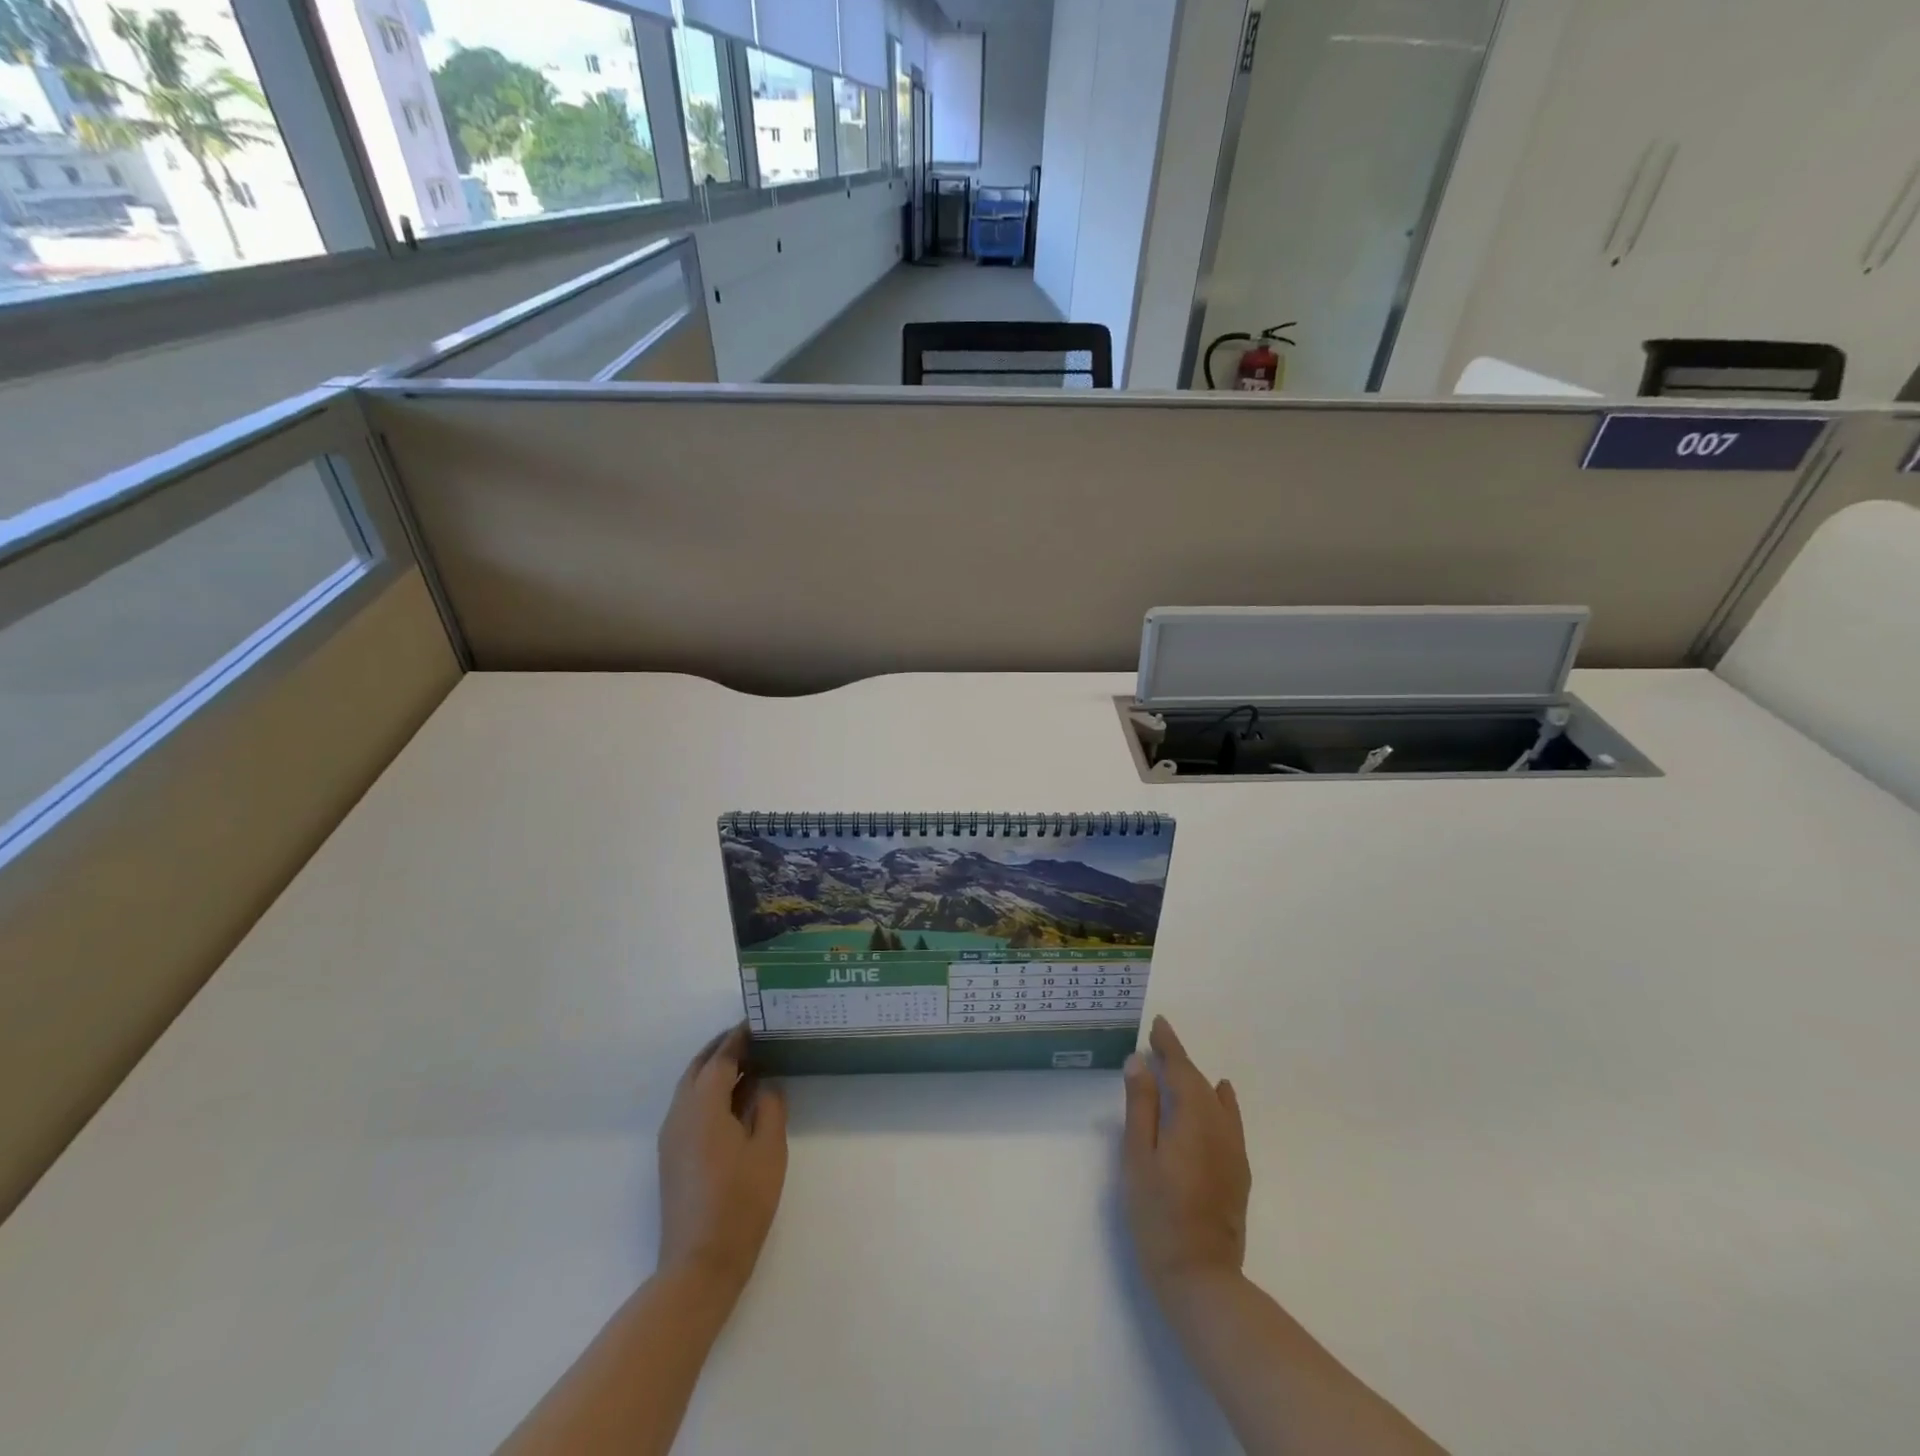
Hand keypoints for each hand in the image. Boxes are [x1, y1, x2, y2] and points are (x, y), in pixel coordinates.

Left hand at [657, 1024, 787, 1300]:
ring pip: (690, 1088)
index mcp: (703, 1106)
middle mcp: (680, 1114)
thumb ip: (770, 1107)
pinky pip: (689, 1107)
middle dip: (722, 1048)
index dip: (738, 1038)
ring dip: (715, 1070)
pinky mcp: (672, 1156)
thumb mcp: (769, 1150)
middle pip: (699, 1068)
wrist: (698, 1266)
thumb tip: (766, 1083)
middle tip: (753, 1038)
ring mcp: (672, 1137)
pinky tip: (735, 1101)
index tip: (758, 1021)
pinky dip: (709, 1092)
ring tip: (749, 1064)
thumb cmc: (740, 1203)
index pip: (720, 1058)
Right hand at [1122, 1016, 1250, 1296]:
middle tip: (1159, 1042)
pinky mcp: (1238, 1173)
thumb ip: (1141, 1106)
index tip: (1158, 1024)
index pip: (1181, 1070)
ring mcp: (1233, 1152)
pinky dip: (1221, 1102)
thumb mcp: (1138, 1157)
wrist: (1202, 1278)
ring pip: (1216, 1102)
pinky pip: (1230, 1121)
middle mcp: (1220, 1128)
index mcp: (1193, 1118)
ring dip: (1197, 1081)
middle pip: (1199, 1083)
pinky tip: (1221, 1096)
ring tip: (1180, 1067)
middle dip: (1180, 1060)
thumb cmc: (1158, 1214)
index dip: (1169, 1046)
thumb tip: (1140, 1062)